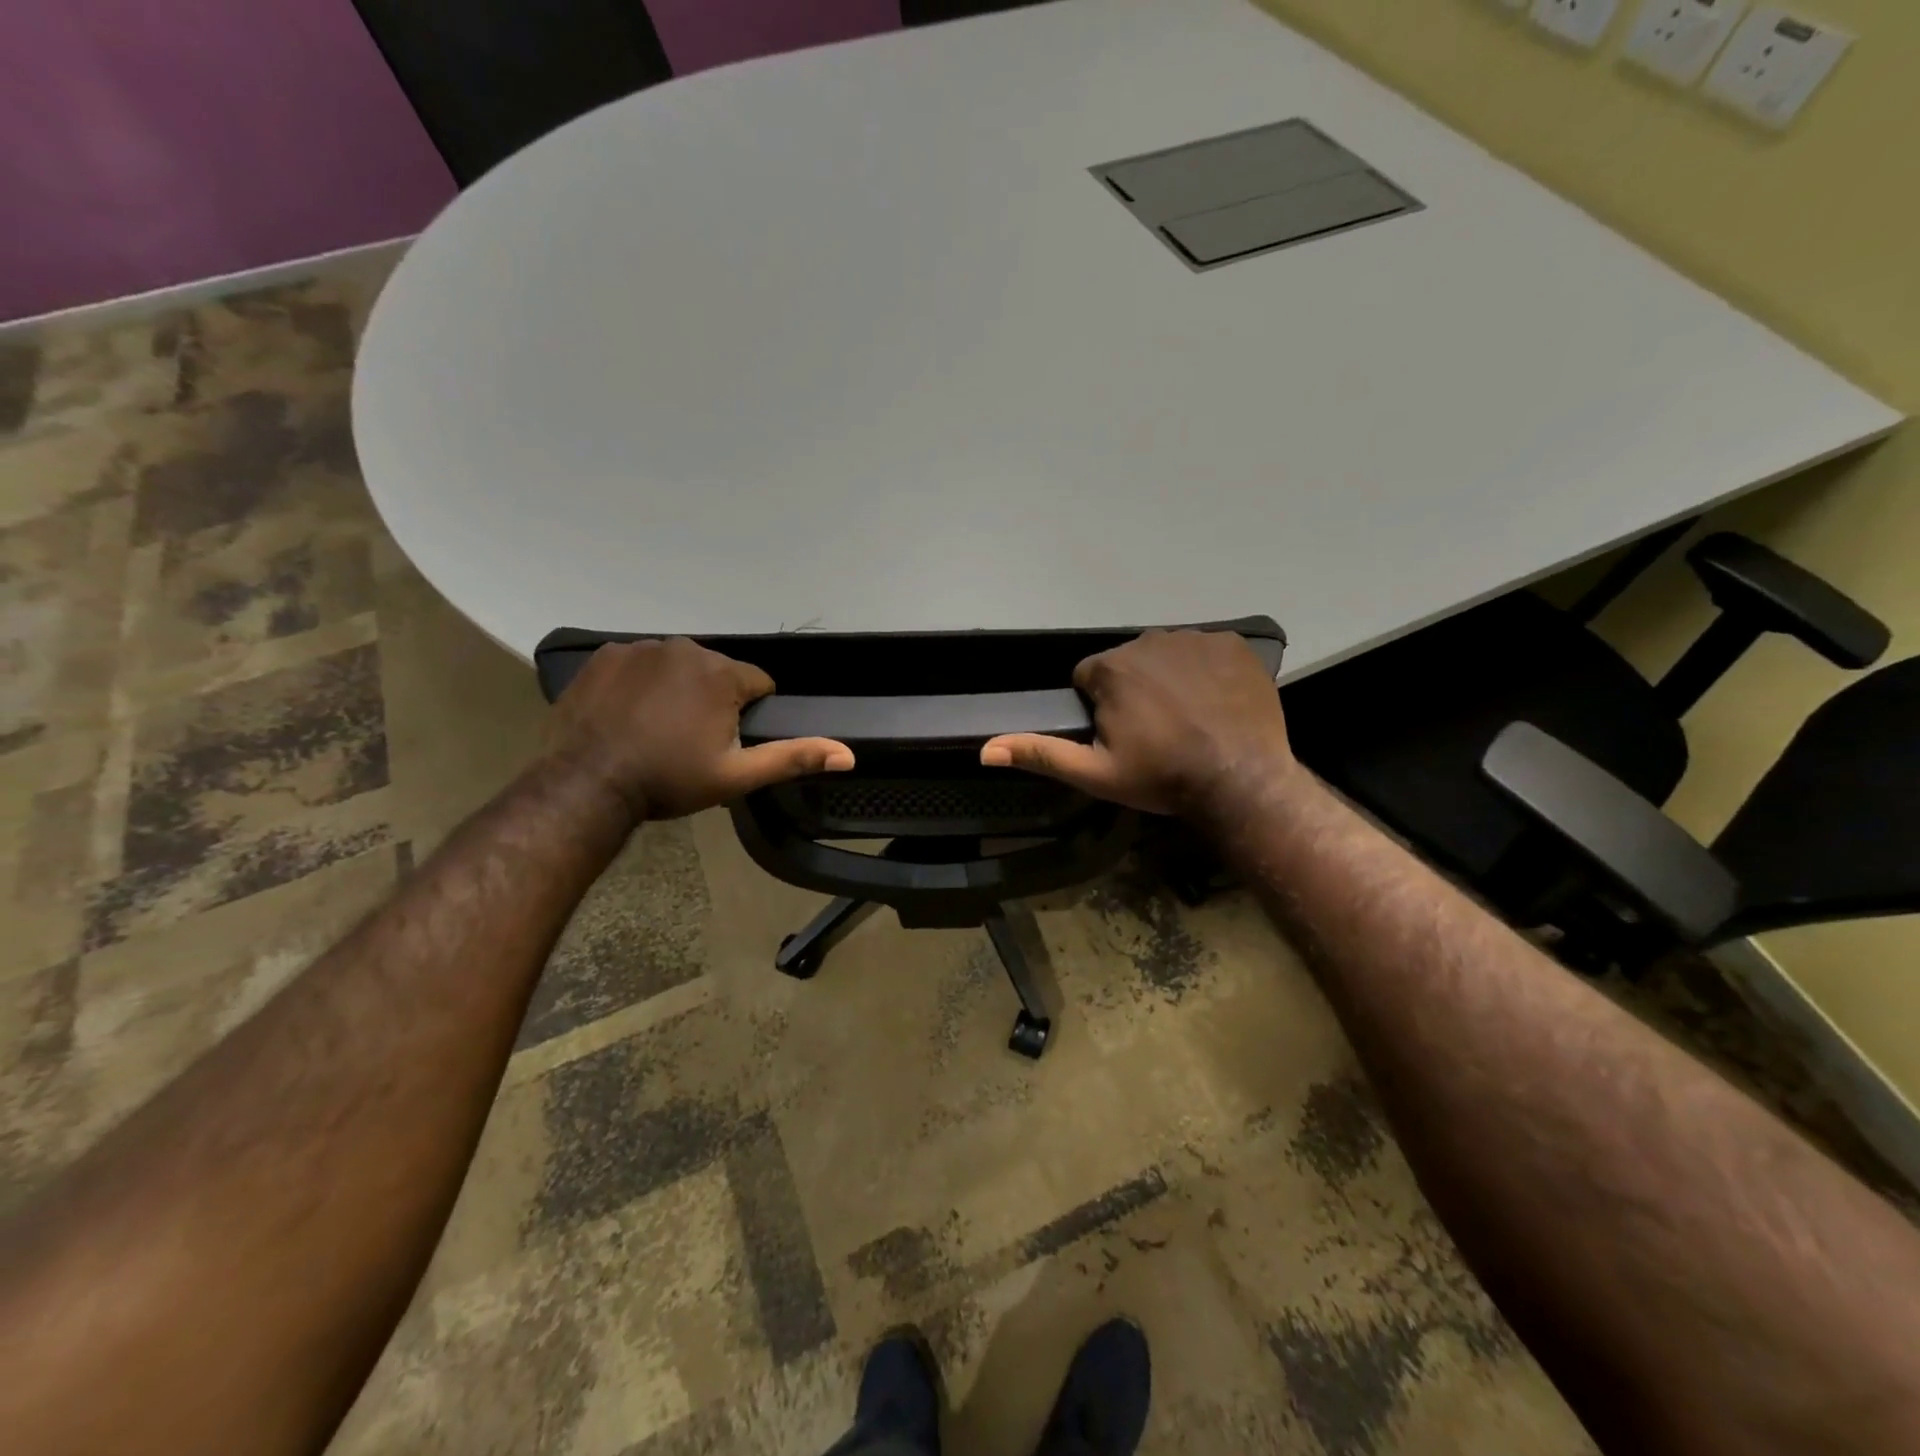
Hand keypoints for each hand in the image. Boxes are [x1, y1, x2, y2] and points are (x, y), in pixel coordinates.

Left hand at [544, 638, 853, 821]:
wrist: (587, 784)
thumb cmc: (669, 780)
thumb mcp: (738, 775)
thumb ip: (793, 758)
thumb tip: (849, 754)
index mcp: (721, 673)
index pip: (758, 684)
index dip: (749, 714)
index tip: (725, 742)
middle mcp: (684, 648)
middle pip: (717, 673)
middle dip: (714, 700)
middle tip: (691, 741)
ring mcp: (640, 648)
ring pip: (679, 667)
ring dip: (678, 690)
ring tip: (657, 729)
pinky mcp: (605, 656)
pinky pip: (640, 664)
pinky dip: (641, 683)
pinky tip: (629, 714)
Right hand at [980, 629, 1296, 821]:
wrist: (1240, 781)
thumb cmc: (1161, 777)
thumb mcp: (1094, 773)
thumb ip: (1040, 753)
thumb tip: (985, 750)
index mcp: (1111, 669)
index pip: (1089, 678)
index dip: (1100, 707)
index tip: (1121, 736)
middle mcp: (1149, 640)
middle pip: (1128, 663)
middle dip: (1133, 690)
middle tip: (1154, 732)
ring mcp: (1195, 639)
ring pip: (1166, 655)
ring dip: (1169, 678)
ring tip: (1187, 719)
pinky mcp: (1233, 644)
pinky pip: (1206, 652)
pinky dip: (1206, 671)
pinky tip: (1215, 703)